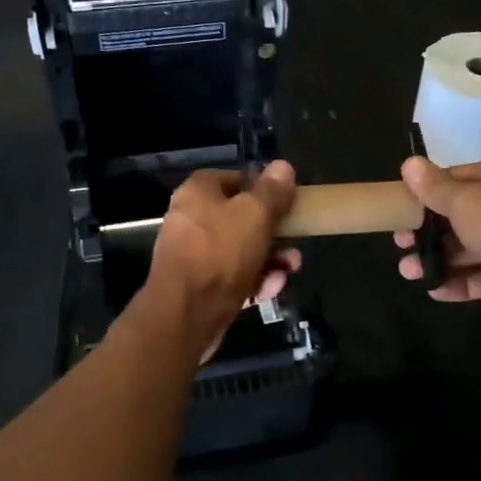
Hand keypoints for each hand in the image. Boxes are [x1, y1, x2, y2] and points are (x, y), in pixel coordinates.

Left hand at [142, 161, 301, 357]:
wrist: (186, 314)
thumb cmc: (220, 252)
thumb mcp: (254, 214)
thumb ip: (272, 191)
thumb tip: (283, 166)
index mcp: (198, 192)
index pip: (234, 178)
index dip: (262, 188)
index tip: (286, 202)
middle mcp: (192, 220)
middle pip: (241, 218)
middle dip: (274, 233)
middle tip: (295, 244)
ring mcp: (195, 255)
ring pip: (242, 251)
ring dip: (270, 260)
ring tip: (289, 271)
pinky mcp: (201, 287)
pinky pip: (234, 277)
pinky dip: (254, 281)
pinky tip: (270, 291)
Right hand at [394, 153, 480, 322]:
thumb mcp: (463, 200)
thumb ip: (434, 187)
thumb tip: (409, 163)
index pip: (454, 178)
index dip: (424, 194)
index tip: (399, 210)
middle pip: (460, 216)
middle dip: (428, 232)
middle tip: (399, 245)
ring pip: (471, 248)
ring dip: (439, 259)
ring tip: (408, 273)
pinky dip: (461, 282)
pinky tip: (435, 291)